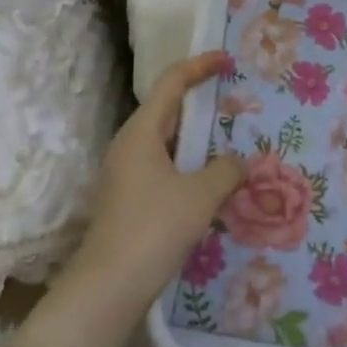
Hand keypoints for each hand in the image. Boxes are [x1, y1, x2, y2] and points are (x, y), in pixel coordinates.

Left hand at [66, 52, 246, 316]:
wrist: (108, 287)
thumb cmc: (153, 229)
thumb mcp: (200, 196)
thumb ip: (226, 170)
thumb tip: (238, 161)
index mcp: (141, 131)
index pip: (171, 83)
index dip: (199, 66)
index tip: (226, 60)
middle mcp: (129, 144)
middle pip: (167, 110)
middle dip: (200, 102)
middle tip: (235, 101)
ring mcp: (125, 172)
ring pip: (166, 141)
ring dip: (196, 138)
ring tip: (230, 140)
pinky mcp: (128, 198)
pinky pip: (163, 166)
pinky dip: (188, 164)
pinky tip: (210, 181)